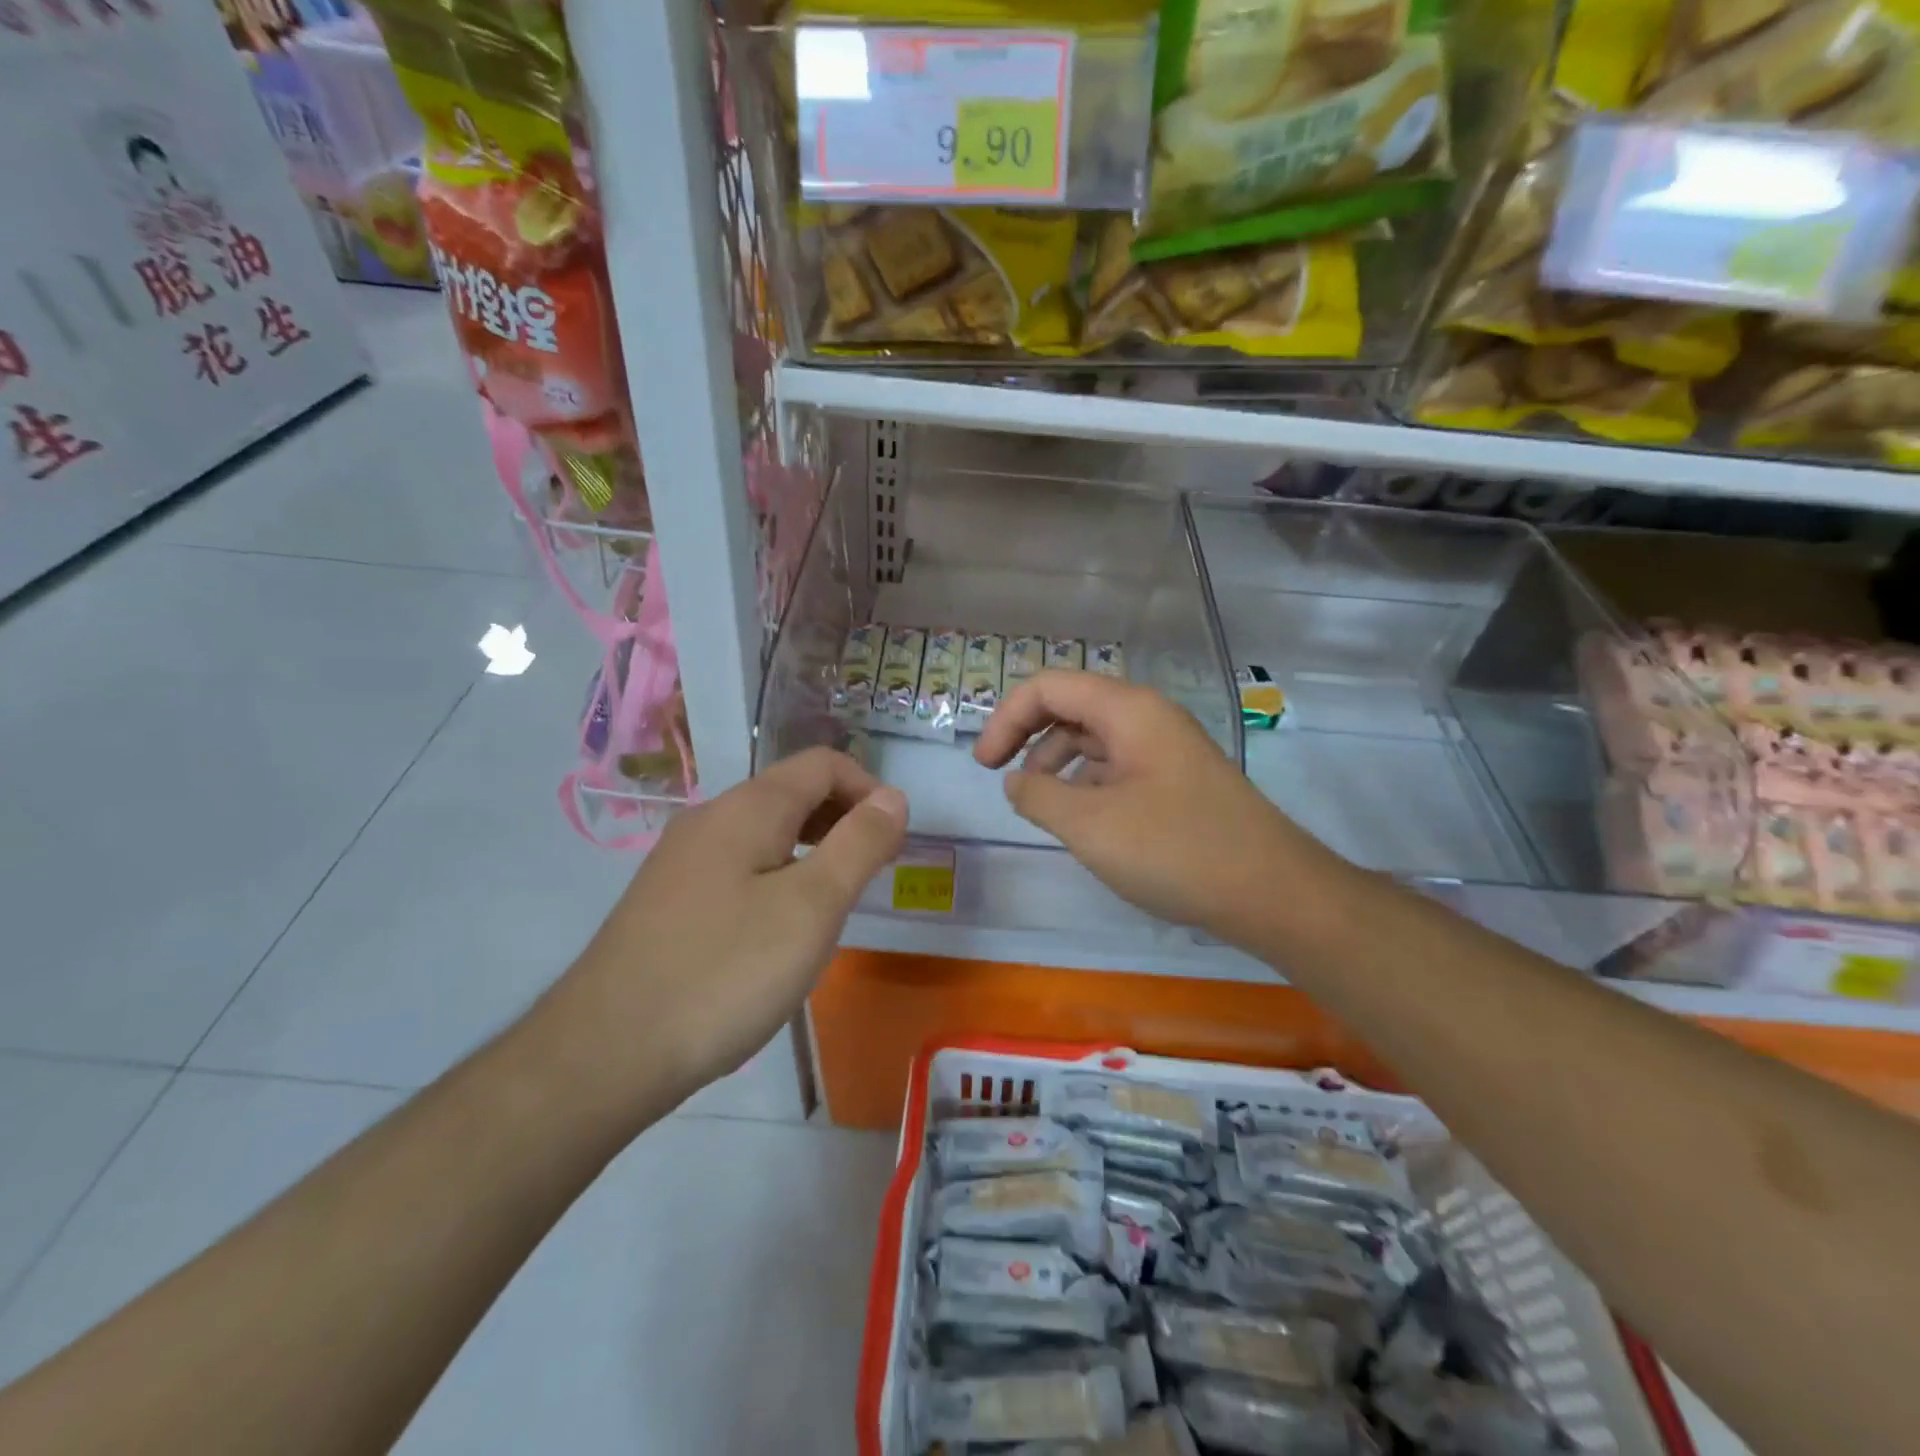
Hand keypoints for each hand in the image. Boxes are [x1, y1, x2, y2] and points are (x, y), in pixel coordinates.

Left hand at [545, 749, 906, 1111]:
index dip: (869, 789)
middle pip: (792, 792)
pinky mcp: (668, 899)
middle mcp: (711, 818)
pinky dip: (777, 875)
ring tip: (834, 901)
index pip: (823, 765)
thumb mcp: (813, 906)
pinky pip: (738, 865)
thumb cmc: (726, 971)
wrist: (606, 1051)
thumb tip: (893, 797)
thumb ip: (859, 844)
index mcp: (749, 808)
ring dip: (812, 848)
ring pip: (764, 831)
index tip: (894, 840)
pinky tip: (778, 929)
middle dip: (843, 819)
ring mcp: (682, 859)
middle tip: (873, 871)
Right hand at [973, 672, 1328, 950]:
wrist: (1271, 892)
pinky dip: (1087, 784)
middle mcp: (1148, 718)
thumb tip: (1016, 782)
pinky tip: (1081, 821)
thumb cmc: (1175, 850)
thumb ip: (1038, 796)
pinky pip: (1117, 767)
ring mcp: (1166, 750)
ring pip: (1094, 739)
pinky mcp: (1177, 782)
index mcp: (1128, 710)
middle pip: (1071, 707)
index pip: (1048, 687)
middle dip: (1028, 737)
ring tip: (1040, 806)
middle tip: (1001, 779)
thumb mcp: (1089, 825)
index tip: (984, 765)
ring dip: (1056, 763)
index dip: (1006, 718)